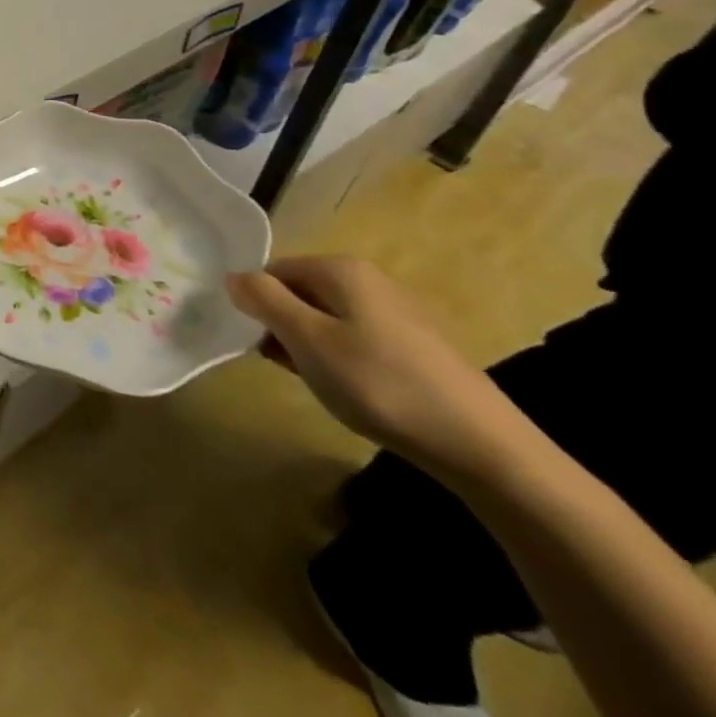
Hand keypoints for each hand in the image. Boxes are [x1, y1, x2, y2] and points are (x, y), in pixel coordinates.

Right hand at [227, 256, 524, 484]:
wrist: (482, 447)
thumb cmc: (380, 384)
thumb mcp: (307, 339)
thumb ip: (263, 300)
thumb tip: (233, 277)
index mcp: (341, 269)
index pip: (271, 272)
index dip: (257, 305)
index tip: (260, 343)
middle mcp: (369, 280)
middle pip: (299, 293)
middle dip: (283, 326)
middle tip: (287, 365)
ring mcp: (396, 312)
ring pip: (325, 319)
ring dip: (309, 346)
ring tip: (320, 382)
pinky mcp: (415, 346)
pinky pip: (355, 339)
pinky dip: (341, 360)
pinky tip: (352, 390)